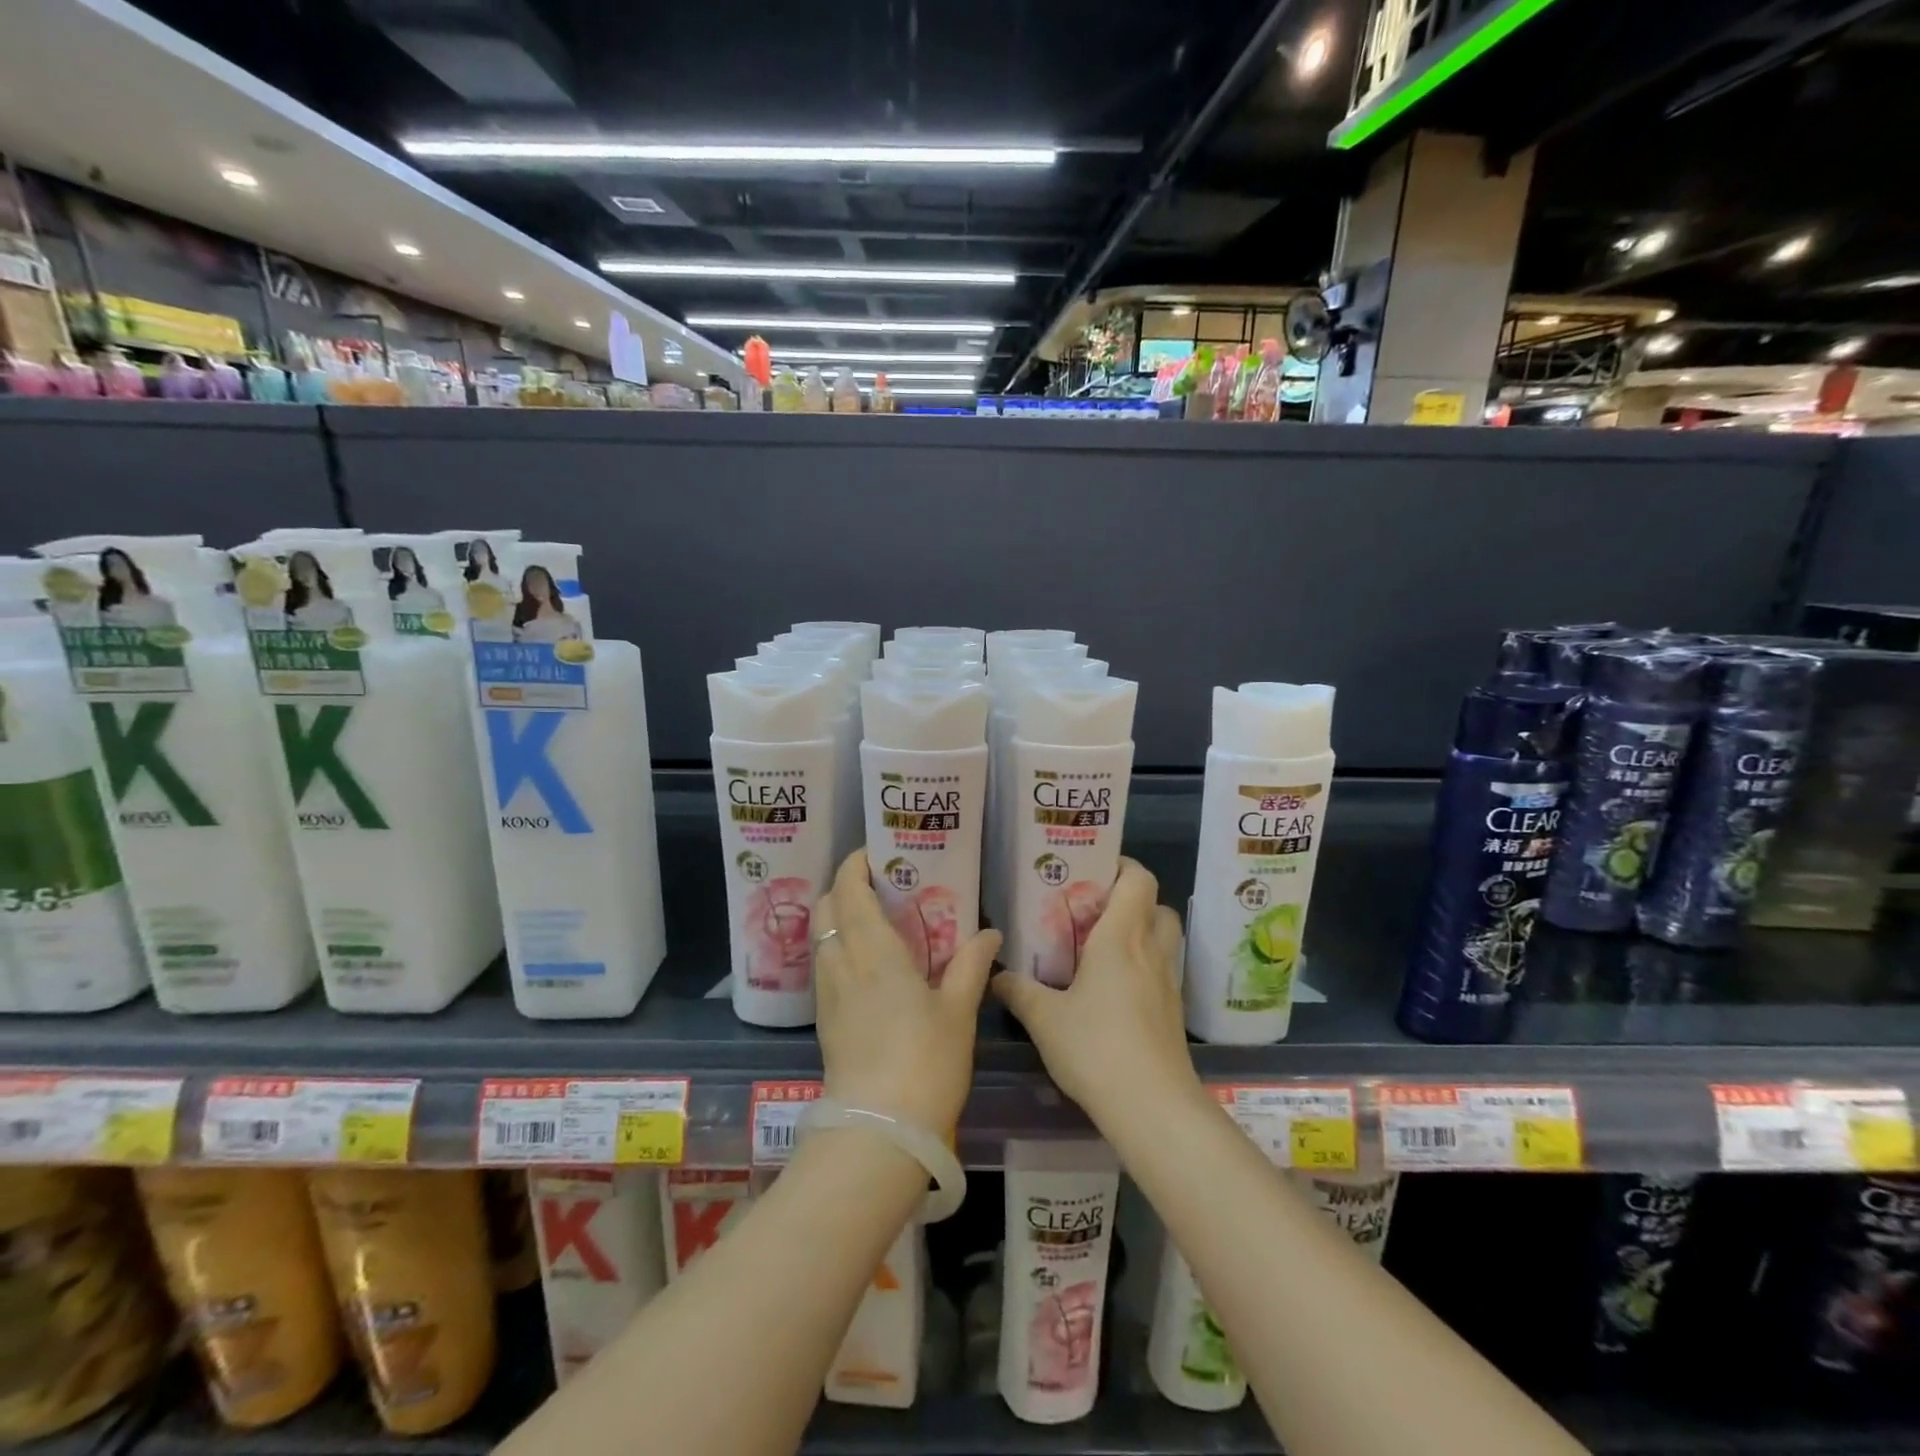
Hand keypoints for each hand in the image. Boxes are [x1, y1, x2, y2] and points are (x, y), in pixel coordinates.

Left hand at [812, 850, 999, 1134]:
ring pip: (821, 938)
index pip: (848, 891)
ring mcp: (828, 995)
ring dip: (839, 918)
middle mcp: (841, 964)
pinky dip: (839, 949)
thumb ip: (971, 966)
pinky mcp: (825, 1021)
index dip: (854, 865)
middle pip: (825, 909)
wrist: (879, 1133)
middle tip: (880, 885)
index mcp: (873, 952)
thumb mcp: (958, 1012)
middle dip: (843, 888)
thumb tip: (990, 933)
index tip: (876, 853)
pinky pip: (825, 967)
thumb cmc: (925, 1063)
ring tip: (877, 921)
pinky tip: (869, 965)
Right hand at [992, 858, 1196, 1127]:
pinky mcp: (1174, 1011)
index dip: (1121, 865)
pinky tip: (1114, 987)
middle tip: (1095, 908)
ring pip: (1164, 936)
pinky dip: (1145, 964)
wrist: (1153, 1106)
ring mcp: (1168, 981)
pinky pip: (1163, 968)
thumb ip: (1018, 991)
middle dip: (1131, 898)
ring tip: (1103, 944)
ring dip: (1142, 930)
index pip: (1138, 878)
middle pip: (1156, 903)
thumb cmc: (1096, 1047)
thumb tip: (995, 974)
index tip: (1091, 869)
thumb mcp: (1044, 1018)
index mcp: (1122, 937)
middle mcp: (1151, 950)